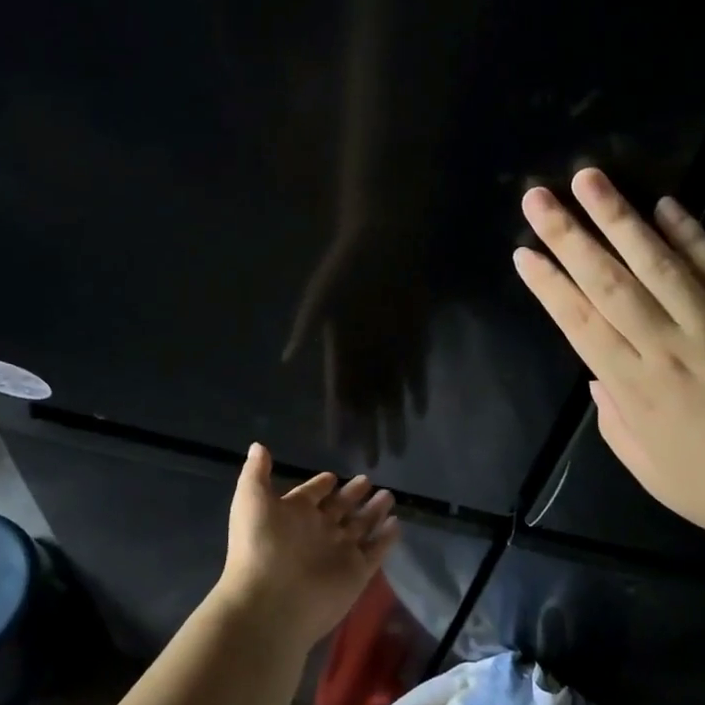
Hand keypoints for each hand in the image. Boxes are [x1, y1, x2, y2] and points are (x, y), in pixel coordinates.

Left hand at [214, 443, 398, 654]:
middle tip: (367, 480)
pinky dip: (386, 538)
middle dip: (352, 495)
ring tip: (389, 495)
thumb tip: (258, 446)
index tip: (332, 476)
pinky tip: (397, 523)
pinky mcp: (356, 573)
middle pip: (339, 509)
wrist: (271, 601)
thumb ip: (256, 472)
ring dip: (373, 511)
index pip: (310, 495)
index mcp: (292, 515)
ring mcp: (338, 553)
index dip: (320, 485)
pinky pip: (375, 551)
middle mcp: (317, 532)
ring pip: (360, 527)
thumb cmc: (259, 545)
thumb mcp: (251, 500)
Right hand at [283, 219, 432, 463]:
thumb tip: (286, 357)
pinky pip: (416, 373)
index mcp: (340, 348)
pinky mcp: (413, 339)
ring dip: (394, 420)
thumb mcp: (320, 295)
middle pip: (367, 402)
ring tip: (396, 449)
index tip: (337, 445)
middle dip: (369, 432)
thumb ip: (306, 327)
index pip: (338, 392)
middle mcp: (365, 355)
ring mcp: (391, 349)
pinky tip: (418, 413)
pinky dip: (417, 392)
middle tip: (372, 463)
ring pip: (392, 394)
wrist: (384, 242)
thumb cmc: (346, 266)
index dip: (338, 419)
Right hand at [512, 168, 704, 559]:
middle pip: (610, 284)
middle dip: (570, 237)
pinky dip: (693, 236)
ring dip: (621, 219)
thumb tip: (596, 377)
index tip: (523, 253)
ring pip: (660, 265)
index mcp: (639, 393)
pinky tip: (666, 205)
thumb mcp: (654, 475)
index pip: (581, 326)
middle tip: (539, 197)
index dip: (549, 287)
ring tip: (591, 180)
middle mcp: (671, 352)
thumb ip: (617, 424)